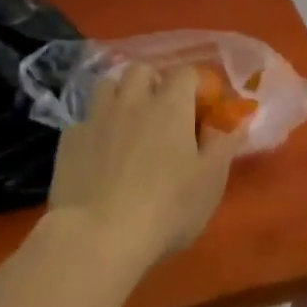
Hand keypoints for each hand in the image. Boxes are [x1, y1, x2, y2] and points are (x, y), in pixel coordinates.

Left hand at [47, 63, 239, 268]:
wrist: (97, 236)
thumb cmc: (167, 208)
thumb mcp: (210, 181)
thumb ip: (224, 145)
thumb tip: (238, 121)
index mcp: (171, 106)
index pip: (185, 72)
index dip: (195, 85)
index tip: (201, 107)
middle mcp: (132, 101)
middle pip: (141, 70)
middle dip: (153, 81)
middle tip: (163, 110)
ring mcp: (96, 118)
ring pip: (107, 86)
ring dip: (121, 96)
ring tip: (129, 122)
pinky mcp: (68, 141)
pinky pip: (84, 120)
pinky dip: (95, 128)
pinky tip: (99, 153)